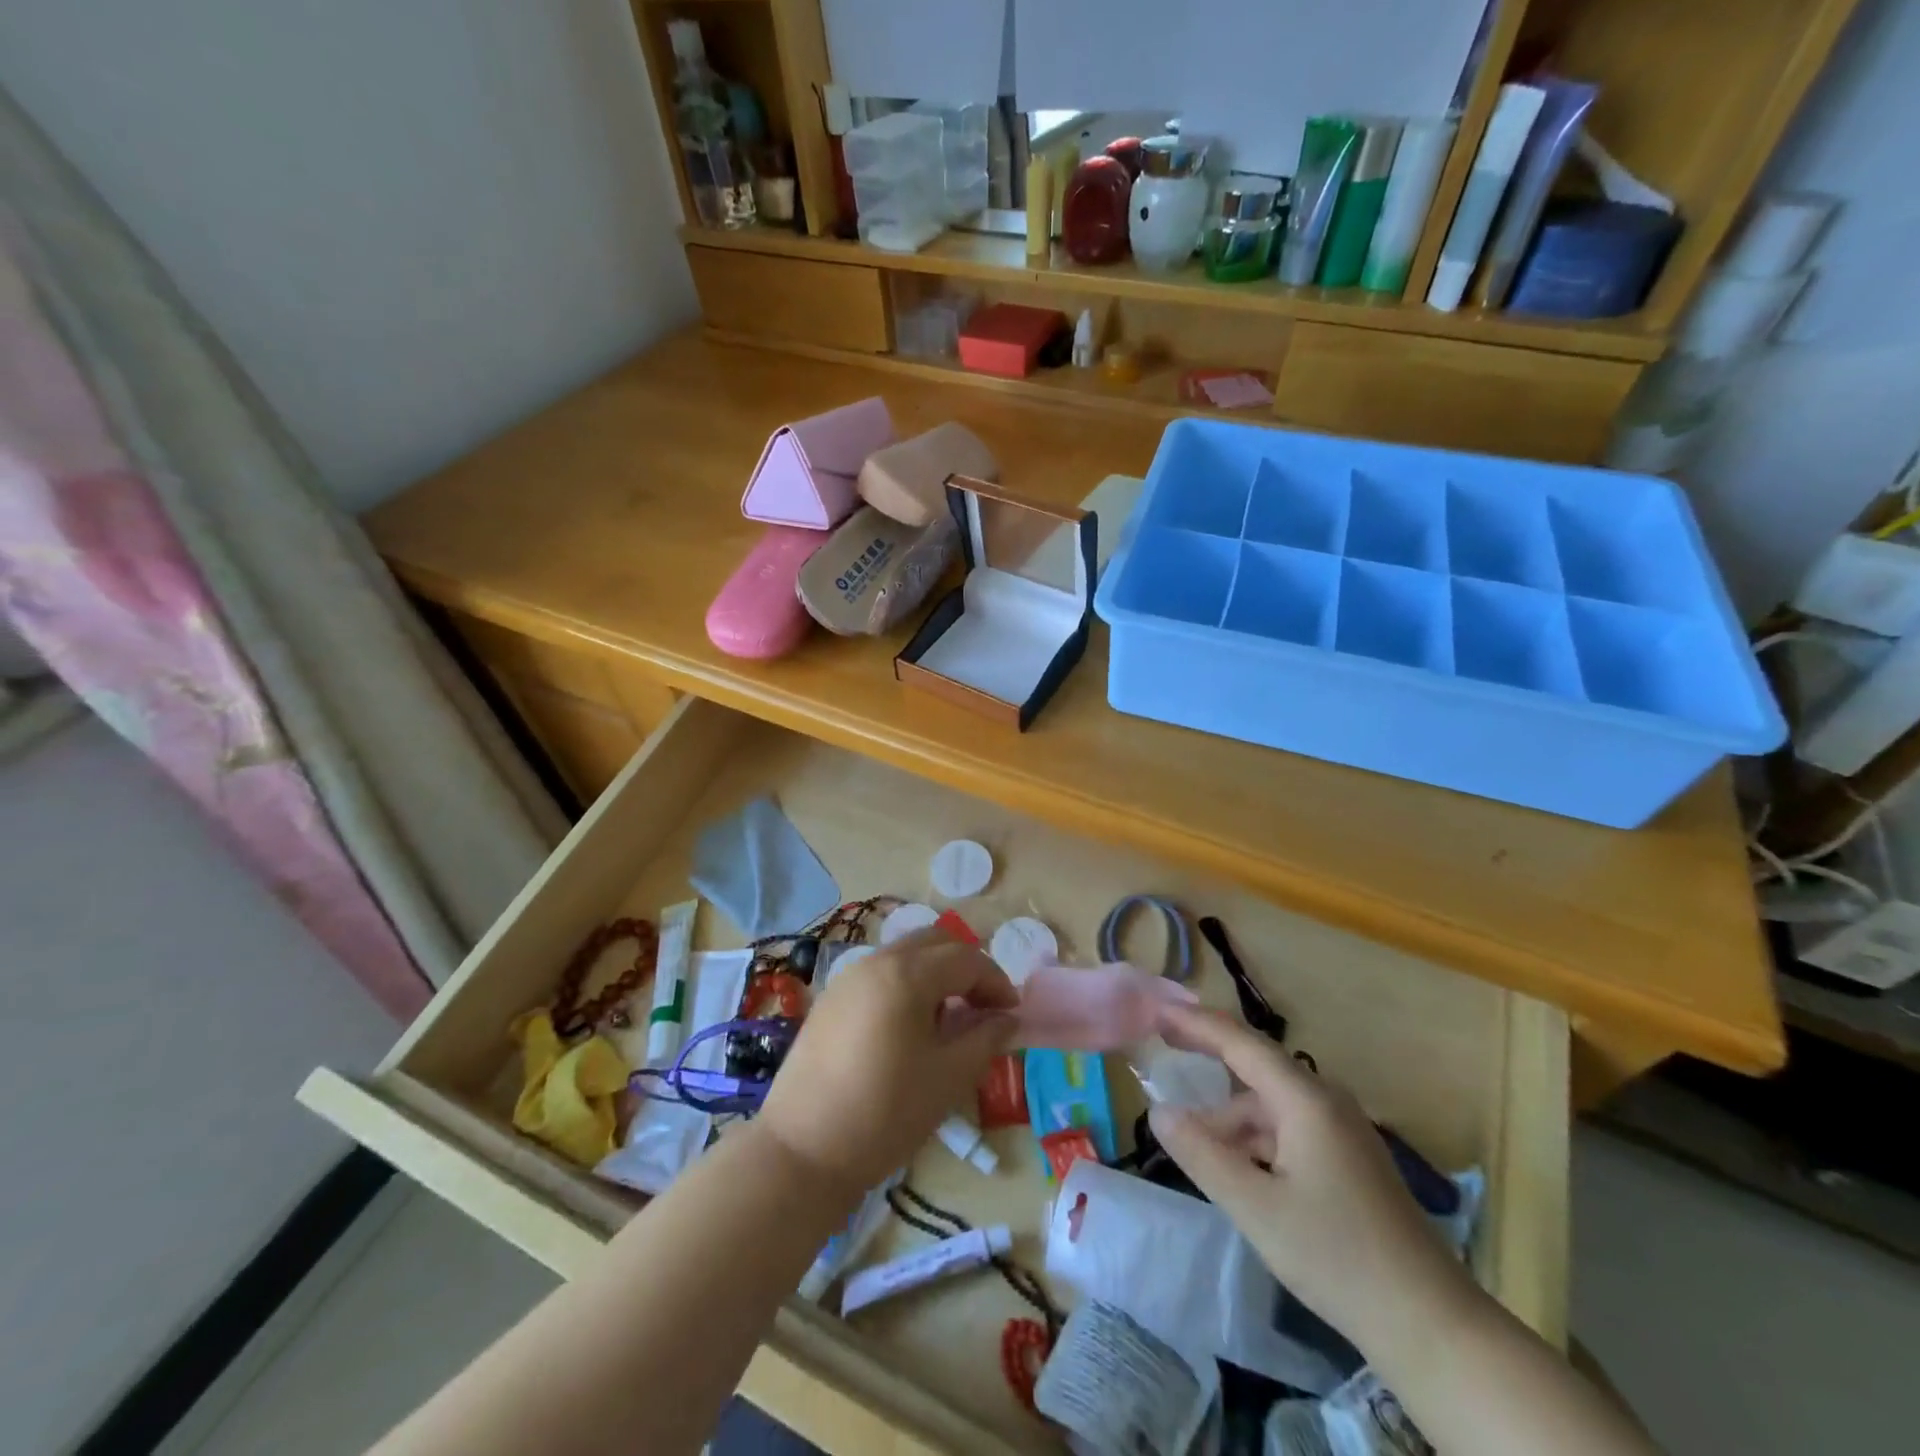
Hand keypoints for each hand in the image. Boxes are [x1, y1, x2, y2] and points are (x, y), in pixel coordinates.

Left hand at [756, 927, 1018, 1195]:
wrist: (802, 1150)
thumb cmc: (886, 1113)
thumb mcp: (949, 1078)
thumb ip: (985, 1039)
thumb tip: (1007, 1019)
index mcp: (908, 974)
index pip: (966, 959)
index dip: (996, 981)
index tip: (1012, 1013)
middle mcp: (877, 961)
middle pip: (934, 942)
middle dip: (966, 966)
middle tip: (983, 1006)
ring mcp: (848, 978)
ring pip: (904, 955)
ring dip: (935, 973)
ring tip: (949, 1018)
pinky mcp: (830, 1000)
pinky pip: (880, 974)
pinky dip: (906, 984)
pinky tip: (910, 1027)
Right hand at [1148, 1004, 1475, 1362]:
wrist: (1430, 1324)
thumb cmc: (1337, 1256)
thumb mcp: (1255, 1207)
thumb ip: (1202, 1154)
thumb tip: (1159, 1112)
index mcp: (1305, 1100)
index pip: (1240, 1042)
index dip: (1195, 1023)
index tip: (1155, 1013)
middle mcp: (1324, 1101)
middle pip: (1255, 1066)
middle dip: (1207, 1056)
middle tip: (1161, 1047)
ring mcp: (1340, 1130)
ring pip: (1269, 1104)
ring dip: (1228, 1115)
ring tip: (1191, 1140)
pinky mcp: (1347, 1158)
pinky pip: (1287, 1128)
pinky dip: (1253, 1137)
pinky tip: (1234, 1166)